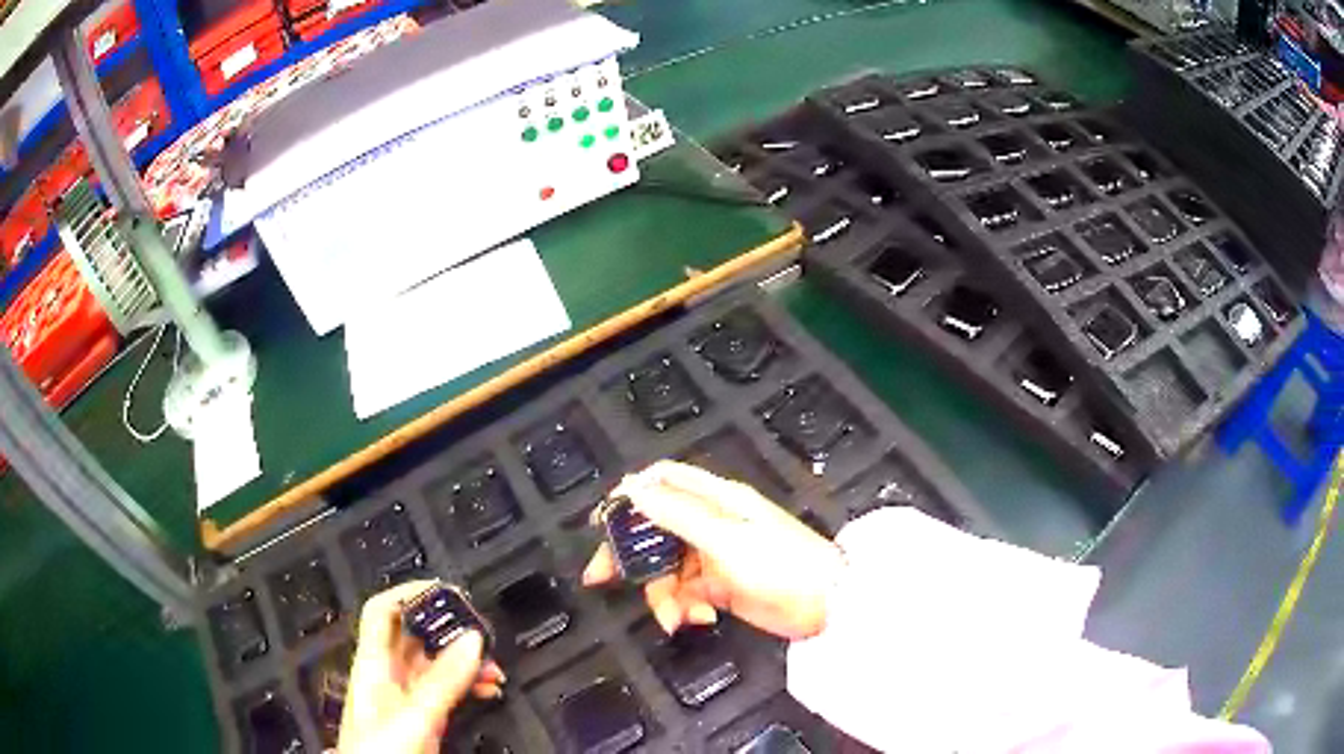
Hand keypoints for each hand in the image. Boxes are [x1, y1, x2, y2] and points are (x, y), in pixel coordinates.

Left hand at [338, 581, 505, 753]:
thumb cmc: (378, 752)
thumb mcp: (414, 715)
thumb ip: (443, 679)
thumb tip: (471, 639)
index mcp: (373, 665)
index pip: (384, 611)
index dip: (410, 592)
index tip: (446, 590)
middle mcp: (387, 676)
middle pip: (414, 636)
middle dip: (448, 630)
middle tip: (480, 631)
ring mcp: (405, 699)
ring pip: (434, 664)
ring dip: (464, 660)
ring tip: (492, 665)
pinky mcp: (421, 720)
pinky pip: (447, 691)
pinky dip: (468, 685)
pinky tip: (487, 688)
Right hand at [582, 461, 844, 639]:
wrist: (827, 605)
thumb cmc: (779, 563)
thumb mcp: (725, 538)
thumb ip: (677, 514)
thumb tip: (632, 486)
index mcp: (716, 499)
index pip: (664, 482)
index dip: (631, 496)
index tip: (602, 522)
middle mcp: (711, 523)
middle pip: (654, 530)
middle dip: (629, 556)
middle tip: (600, 579)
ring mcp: (714, 557)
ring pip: (666, 569)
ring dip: (662, 595)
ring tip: (675, 618)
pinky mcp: (719, 587)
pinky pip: (685, 594)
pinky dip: (683, 608)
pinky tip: (697, 620)